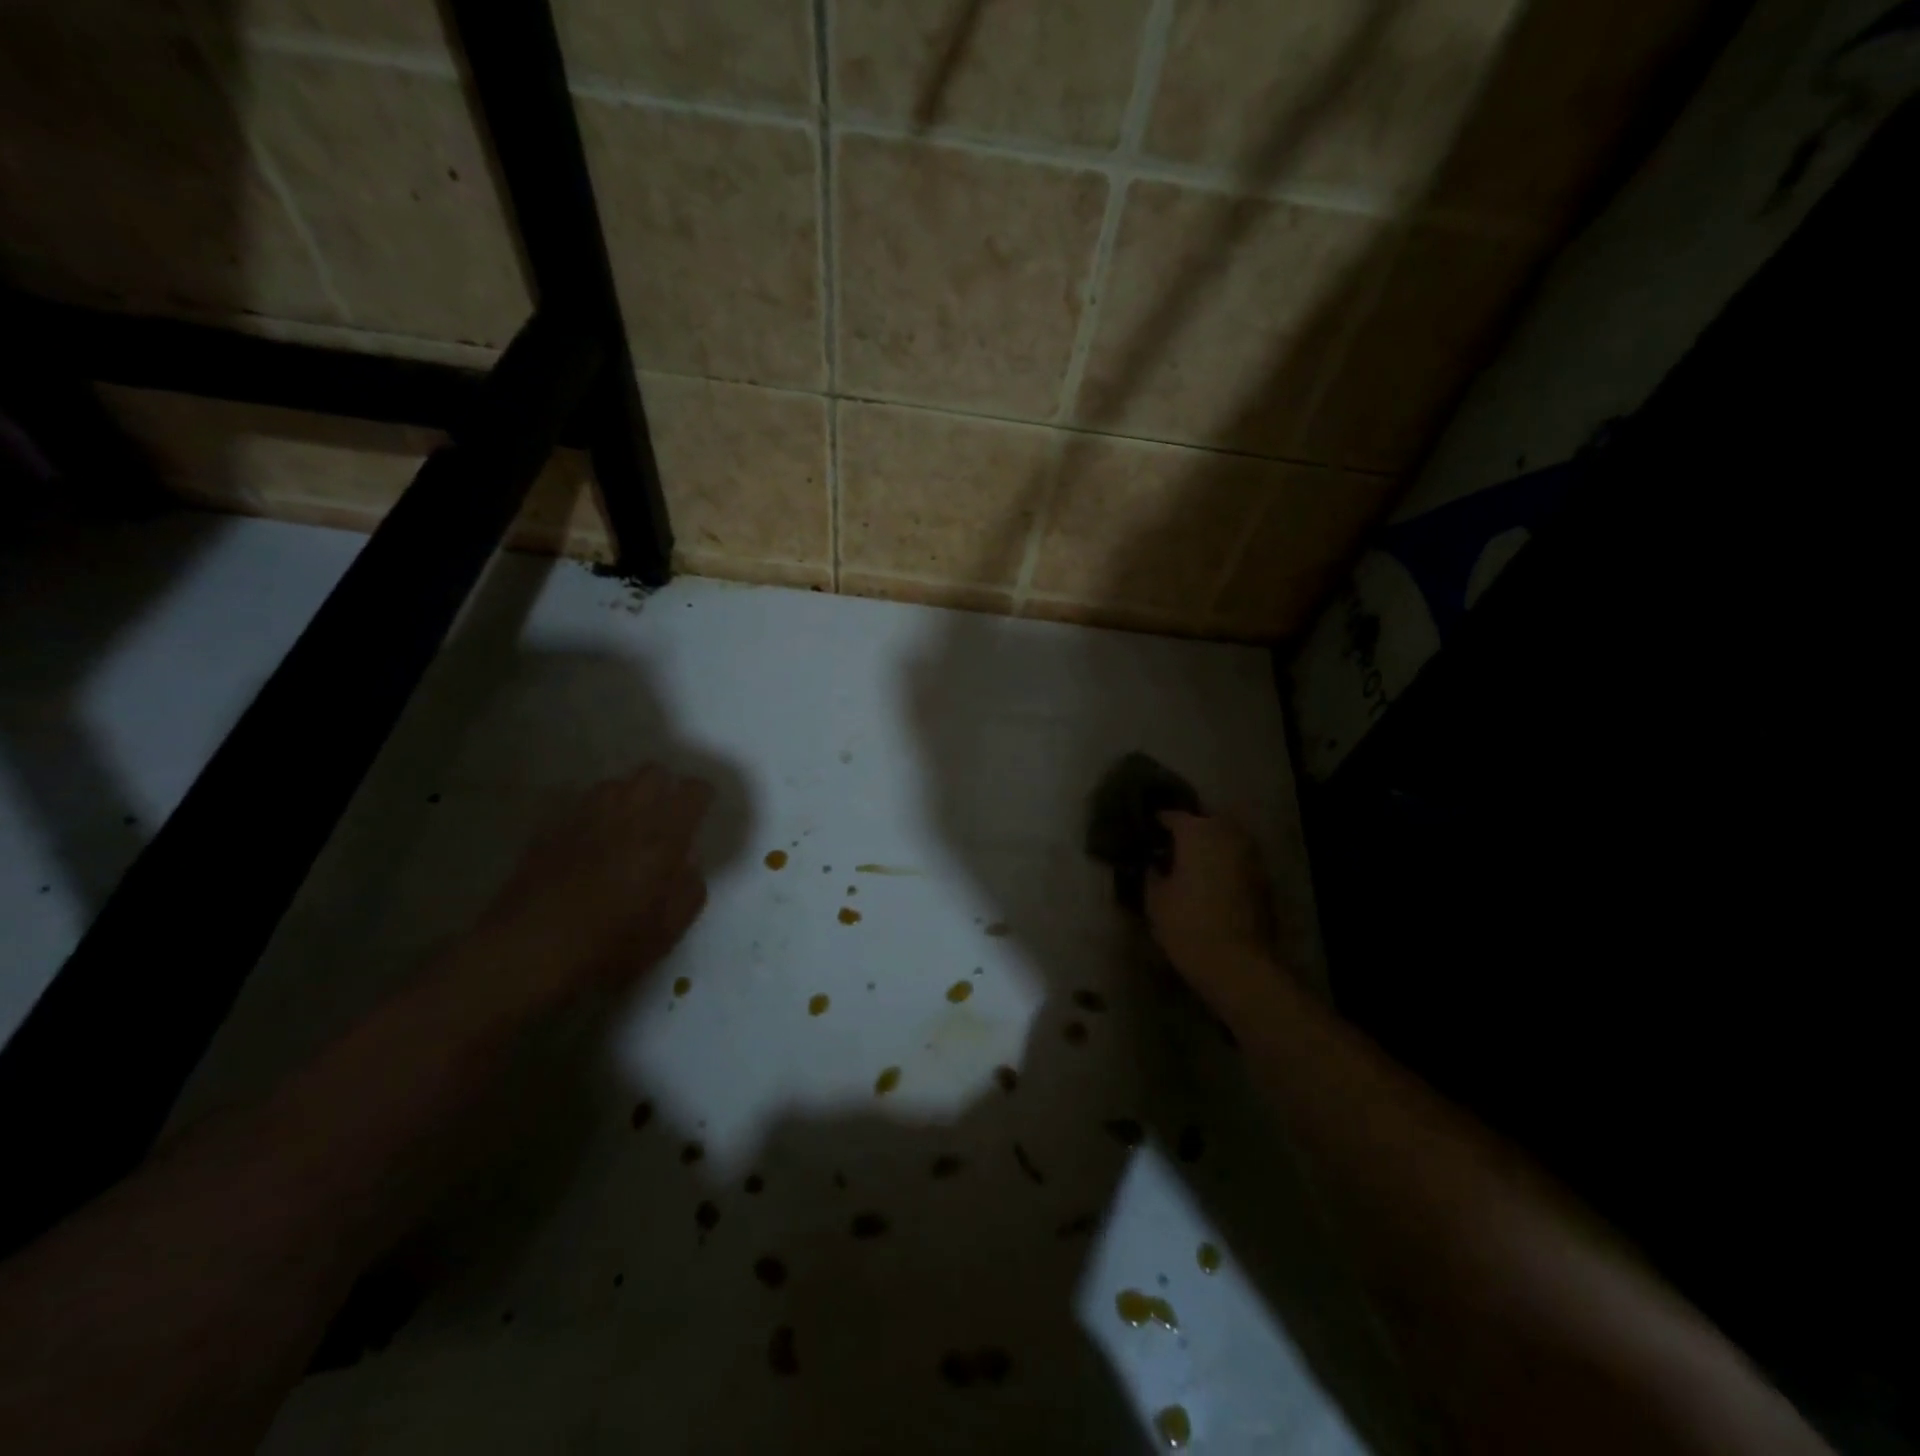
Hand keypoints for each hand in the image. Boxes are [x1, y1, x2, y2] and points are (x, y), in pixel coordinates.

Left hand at [460, 765, 712, 1012]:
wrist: (526, 954)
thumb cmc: (607, 947)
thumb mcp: (667, 931)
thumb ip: (689, 889)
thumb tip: (687, 863)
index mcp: (661, 839)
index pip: (692, 791)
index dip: (702, 796)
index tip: (702, 812)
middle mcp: (625, 817)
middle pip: (653, 772)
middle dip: (666, 787)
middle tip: (667, 817)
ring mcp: (583, 819)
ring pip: (615, 783)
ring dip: (628, 797)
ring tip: (628, 826)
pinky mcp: (550, 830)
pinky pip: (580, 805)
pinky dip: (594, 814)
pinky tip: (591, 841)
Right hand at [1146, 812, 1278, 1011]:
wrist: (1236, 963)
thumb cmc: (1186, 924)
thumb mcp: (1154, 899)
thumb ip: (1152, 874)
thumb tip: (1154, 864)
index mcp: (1197, 833)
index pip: (1174, 816)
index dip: (1158, 821)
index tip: (1147, 829)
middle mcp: (1228, 835)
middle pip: (1207, 821)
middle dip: (1191, 828)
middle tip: (1172, 844)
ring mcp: (1251, 856)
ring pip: (1228, 838)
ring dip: (1212, 845)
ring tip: (1193, 861)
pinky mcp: (1264, 880)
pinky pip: (1240, 860)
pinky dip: (1227, 864)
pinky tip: (1213, 881)